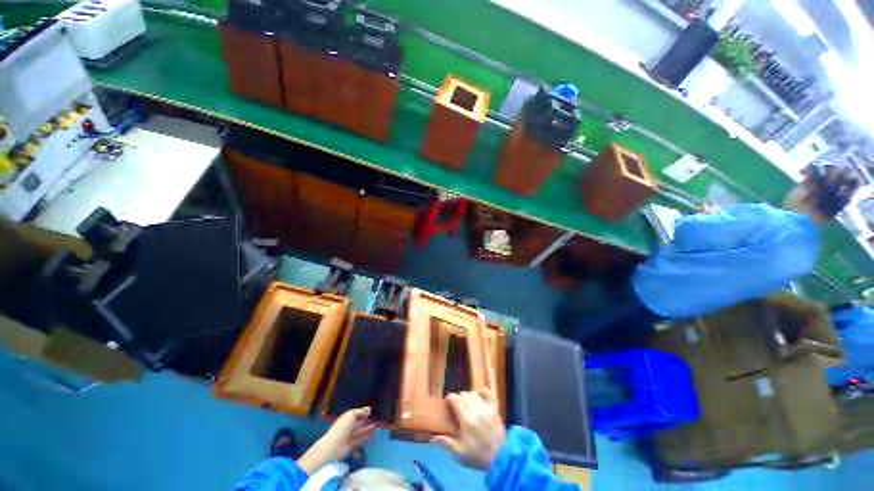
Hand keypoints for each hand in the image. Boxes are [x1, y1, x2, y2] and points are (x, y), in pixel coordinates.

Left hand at [297, 407, 374, 474]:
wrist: (334, 446)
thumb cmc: (342, 427)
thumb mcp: (351, 415)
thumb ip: (360, 411)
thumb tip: (369, 409)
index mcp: (346, 418)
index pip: (355, 413)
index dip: (362, 411)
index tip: (370, 410)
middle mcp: (348, 426)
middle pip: (357, 422)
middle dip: (364, 420)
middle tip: (374, 418)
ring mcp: (349, 436)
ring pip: (359, 431)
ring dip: (366, 429)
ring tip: (374, 426)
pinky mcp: (351, 445)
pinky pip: (360, 440)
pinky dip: (365, 437)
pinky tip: (371, 434)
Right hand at [430, 390, 505, 470]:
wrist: (500, 459)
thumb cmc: (477, 456)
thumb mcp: (460, 453)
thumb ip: (447, 443)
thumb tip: (432, 439)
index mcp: (466, 420)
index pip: (455, 400)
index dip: (450, 398)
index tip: (448, 402)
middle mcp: (476, 411)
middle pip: (464, 395)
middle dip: (459, 398)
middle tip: (457, 406)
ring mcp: (486, 409)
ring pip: (474, 394)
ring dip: (469, 397)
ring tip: (468, 404)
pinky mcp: (495, 410)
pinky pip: (490, 394)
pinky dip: (484, 392)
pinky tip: (481, 393)